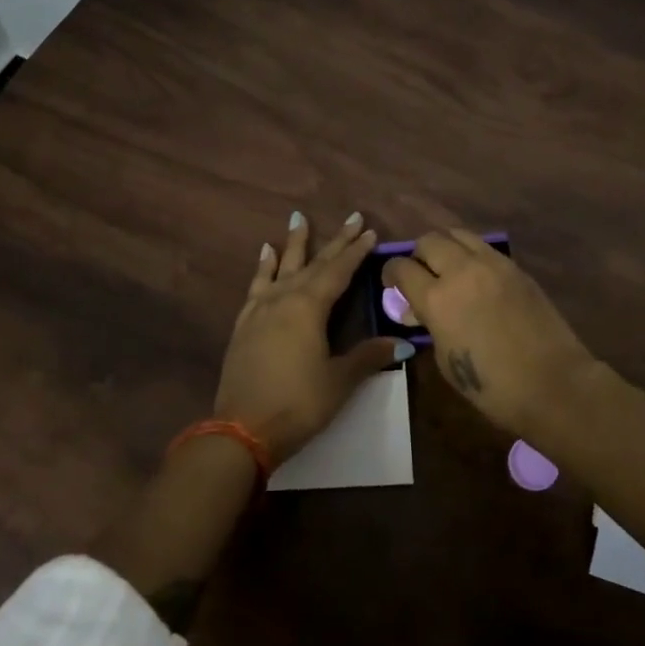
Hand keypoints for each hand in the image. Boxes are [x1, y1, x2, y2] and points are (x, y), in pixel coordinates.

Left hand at [216, 211, 405, 463]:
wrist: (241, 429)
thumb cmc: (298, 403)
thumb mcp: (339, 381)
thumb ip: (368, 357)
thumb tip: (403, 343)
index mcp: (310, 307)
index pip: (339, 271)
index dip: (356, 251)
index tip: (370, 231)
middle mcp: (284, 298)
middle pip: (314, 263)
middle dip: (335, 240)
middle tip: (351, 216)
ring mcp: (260, 309)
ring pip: (282, 266)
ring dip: (294, 243)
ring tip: (298, 218)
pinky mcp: (244, 323)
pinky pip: (257, 284)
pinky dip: (263, 267)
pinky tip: (264, 253)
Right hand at [383, 229, 594, 435]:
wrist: (553, 384)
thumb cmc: (492, 386)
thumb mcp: (446, 360)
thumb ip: (429, 325)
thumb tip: (415, 308)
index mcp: (437, 299)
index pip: (401, 268)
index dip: (391, 274)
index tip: (392, 284)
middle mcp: (461, 271)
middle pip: (428, 241)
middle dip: (417, 255)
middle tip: (420, 275)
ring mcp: (492, 264)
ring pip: (457, 234)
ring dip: (445, 247)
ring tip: (448, 267)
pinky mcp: (515, 267)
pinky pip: (483, 247)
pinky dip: (471, 254)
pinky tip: (475, 275)